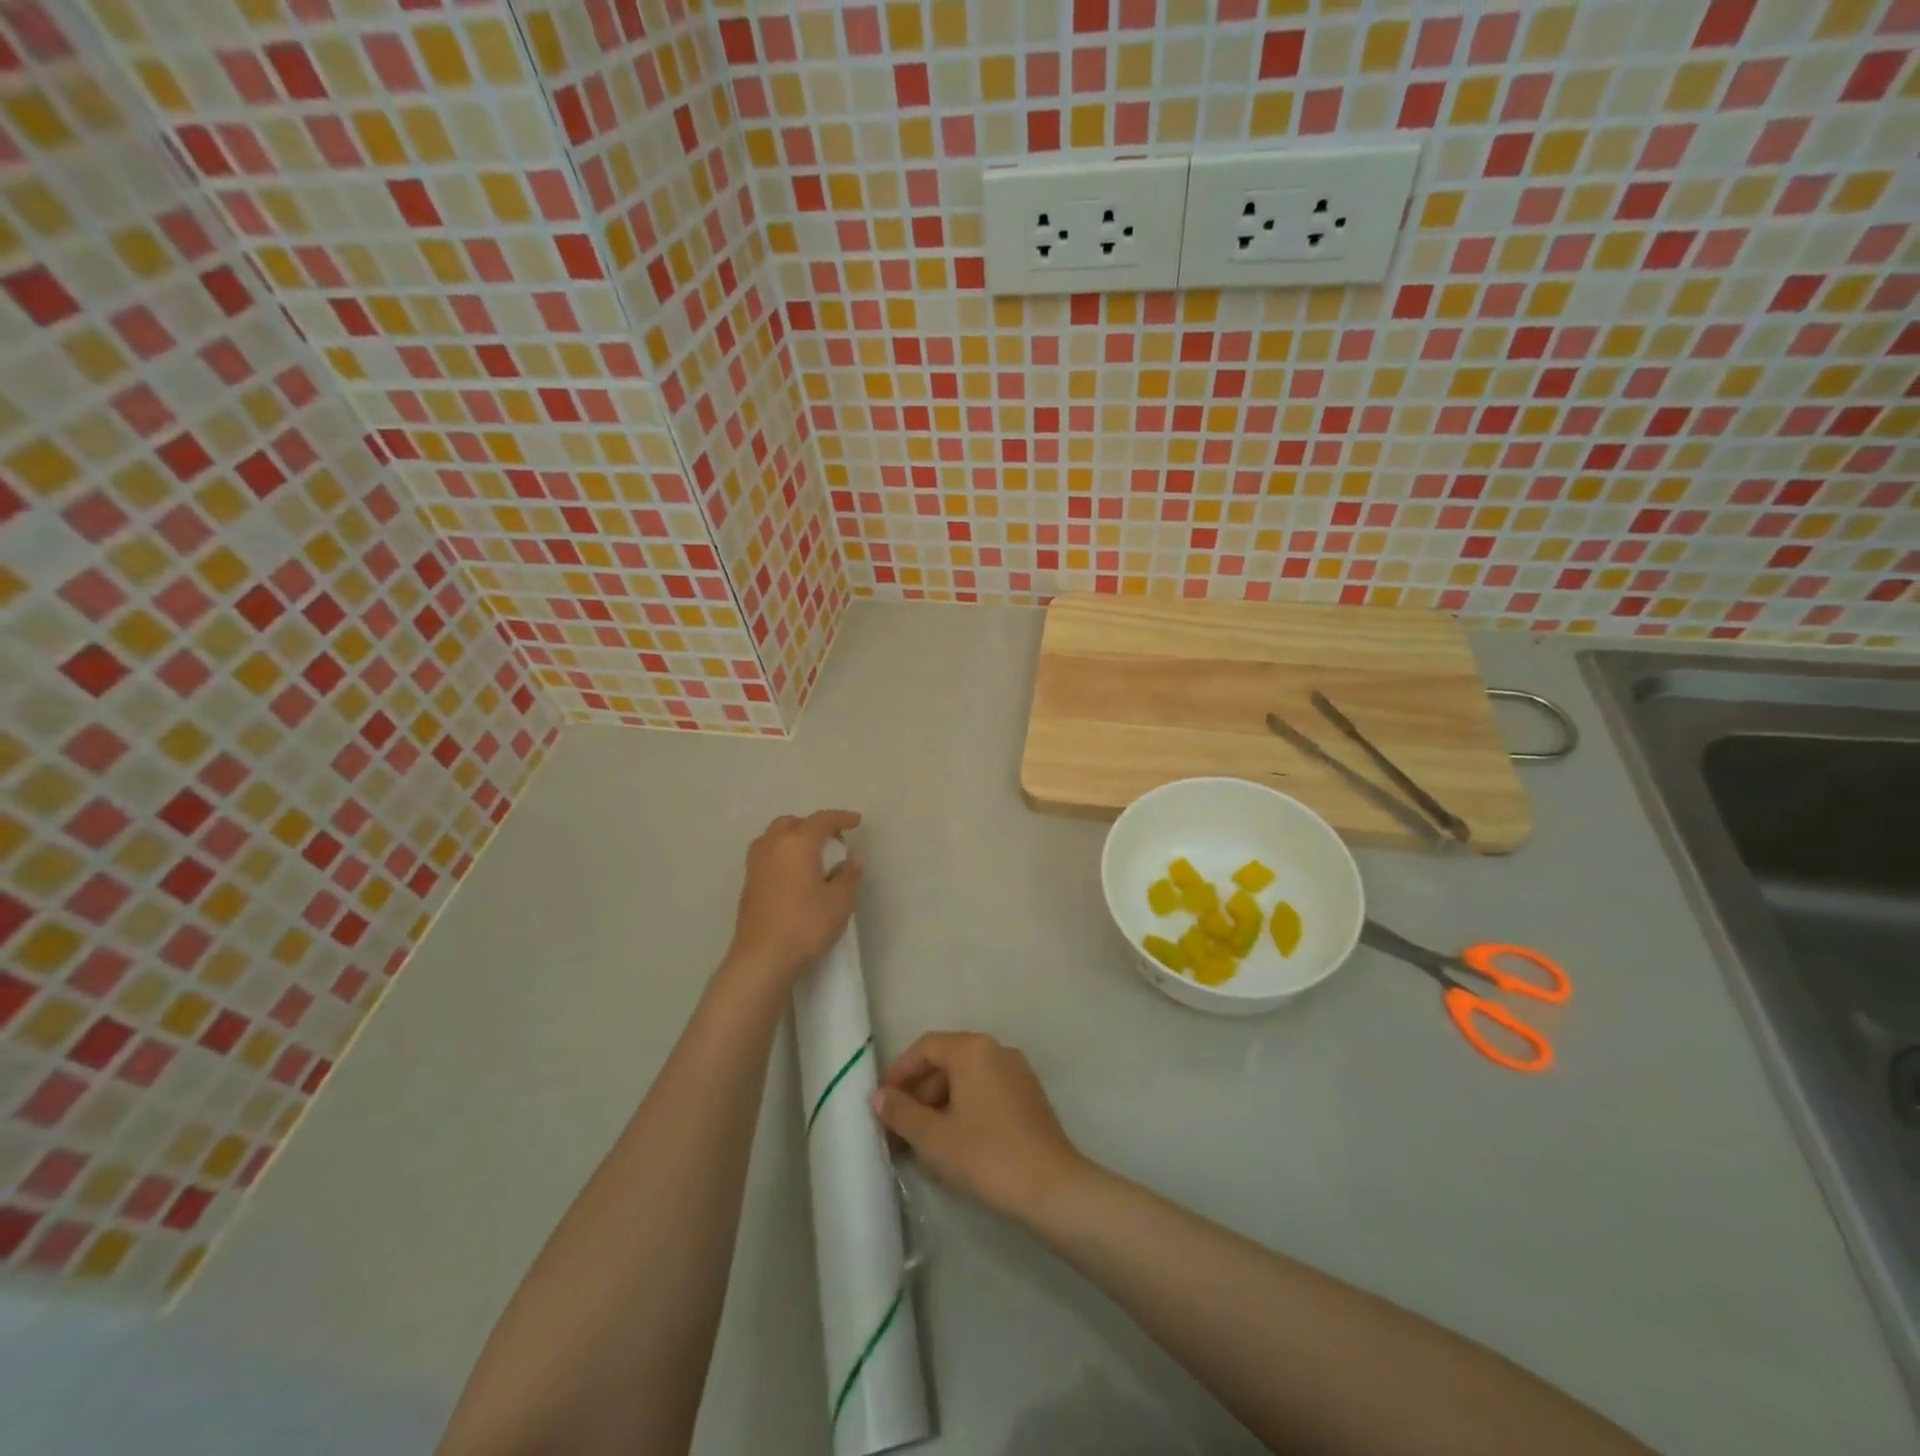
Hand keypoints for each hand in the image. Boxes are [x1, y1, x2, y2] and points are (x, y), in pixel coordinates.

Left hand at [724, 811, 862, 990]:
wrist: (762, 958)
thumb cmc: (806, 924)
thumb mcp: (840, 901)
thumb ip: (848, 875)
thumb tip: (852, 859)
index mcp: (797, 843)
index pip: (821, 820)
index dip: (841, 818)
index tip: (856, 821)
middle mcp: (772, 846)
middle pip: (792, 823)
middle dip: (812, 826)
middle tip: (831, 839)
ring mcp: (755, 865)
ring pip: (774, 838)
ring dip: (792, 838)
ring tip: (810, 854)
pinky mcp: (748, 885)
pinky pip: (766, 856)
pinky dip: (781, 855)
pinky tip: (793, 874)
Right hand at [872, 1033, 1086, 1223]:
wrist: (1051, 1187)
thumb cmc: (986, 1156)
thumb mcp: (933, 1138)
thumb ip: (902, 1112)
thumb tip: (879, 1096)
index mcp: (972, 1050)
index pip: (926, 1047)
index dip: (900, 1072)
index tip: (882, 1102)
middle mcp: (996, 1050)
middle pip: (947, 1059)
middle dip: (919, 1091)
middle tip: (899, 1125)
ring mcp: (1017, 1071)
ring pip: (967, 1076)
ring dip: (940, 1101)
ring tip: (923, 1139)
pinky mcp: (1029, 1094)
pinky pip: (986, 1088)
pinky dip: (964, 1106)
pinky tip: (955, 1141)